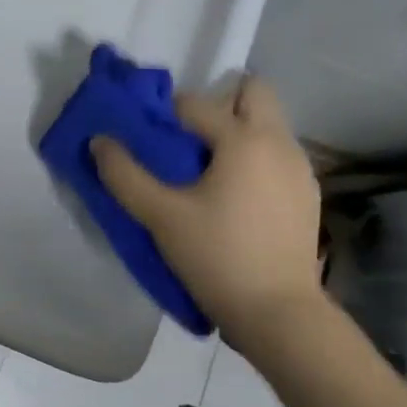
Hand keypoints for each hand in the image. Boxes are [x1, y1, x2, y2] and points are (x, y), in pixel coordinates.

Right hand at [90, 76, 323, 339]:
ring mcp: (300, 169)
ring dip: (236, 132)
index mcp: (244, 140)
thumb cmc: (216, 256)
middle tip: (186, 139)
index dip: (164, 114)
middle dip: (218, 104)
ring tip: (204, 172)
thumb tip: (99, 141)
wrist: (277, 313)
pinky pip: (276, 155)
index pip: (195, 103)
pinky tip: (232, 197)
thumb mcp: (160, 217)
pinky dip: (253, 159)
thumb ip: (124, 175)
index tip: (146, 136)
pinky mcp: (307, 195)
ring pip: (268, 125)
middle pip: (253, 93)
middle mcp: (279, 143)